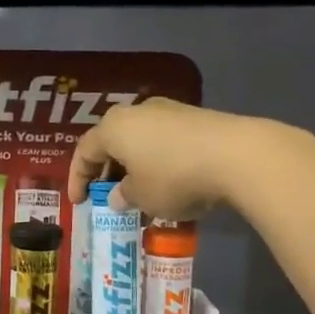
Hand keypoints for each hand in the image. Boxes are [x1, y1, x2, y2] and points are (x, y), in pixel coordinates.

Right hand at [69, 98, 264, 219]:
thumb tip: (118, 195)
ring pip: (139, 139)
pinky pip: (164, 140)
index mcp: (113, 128)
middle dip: (106, 169)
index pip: (84, 151)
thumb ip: (124, 195)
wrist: (237, 155)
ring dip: (133, 165)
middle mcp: (136, 112)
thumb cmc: (174, 177)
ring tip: (138, 191)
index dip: (78, 178)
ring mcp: (168, 111)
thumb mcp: (142, 197)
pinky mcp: (195, 117)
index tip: (79, 202)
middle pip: (112, 141)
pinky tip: (167, 181)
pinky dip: (157, 160)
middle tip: (106, 194)